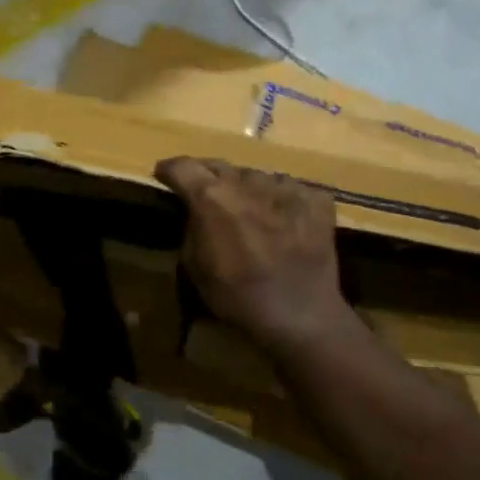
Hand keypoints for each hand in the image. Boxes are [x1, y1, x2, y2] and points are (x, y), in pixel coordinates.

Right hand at [156, 157, 355, 353]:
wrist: (299, 313)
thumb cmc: (237, 297)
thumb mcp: (195, 267)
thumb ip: (191, 229)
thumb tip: (196, 214)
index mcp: (212, 197)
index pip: (183, 166)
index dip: (169, 170)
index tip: (164, 176)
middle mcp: (247, 181)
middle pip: (220, 166)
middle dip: (206, 176)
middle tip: (204, 194)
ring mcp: (286, 187)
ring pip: (256, 177)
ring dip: (245, 189)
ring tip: (247, 210)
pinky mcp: (316, 199)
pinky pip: (290, 189)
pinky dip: (280, 201)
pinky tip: (282, 221)